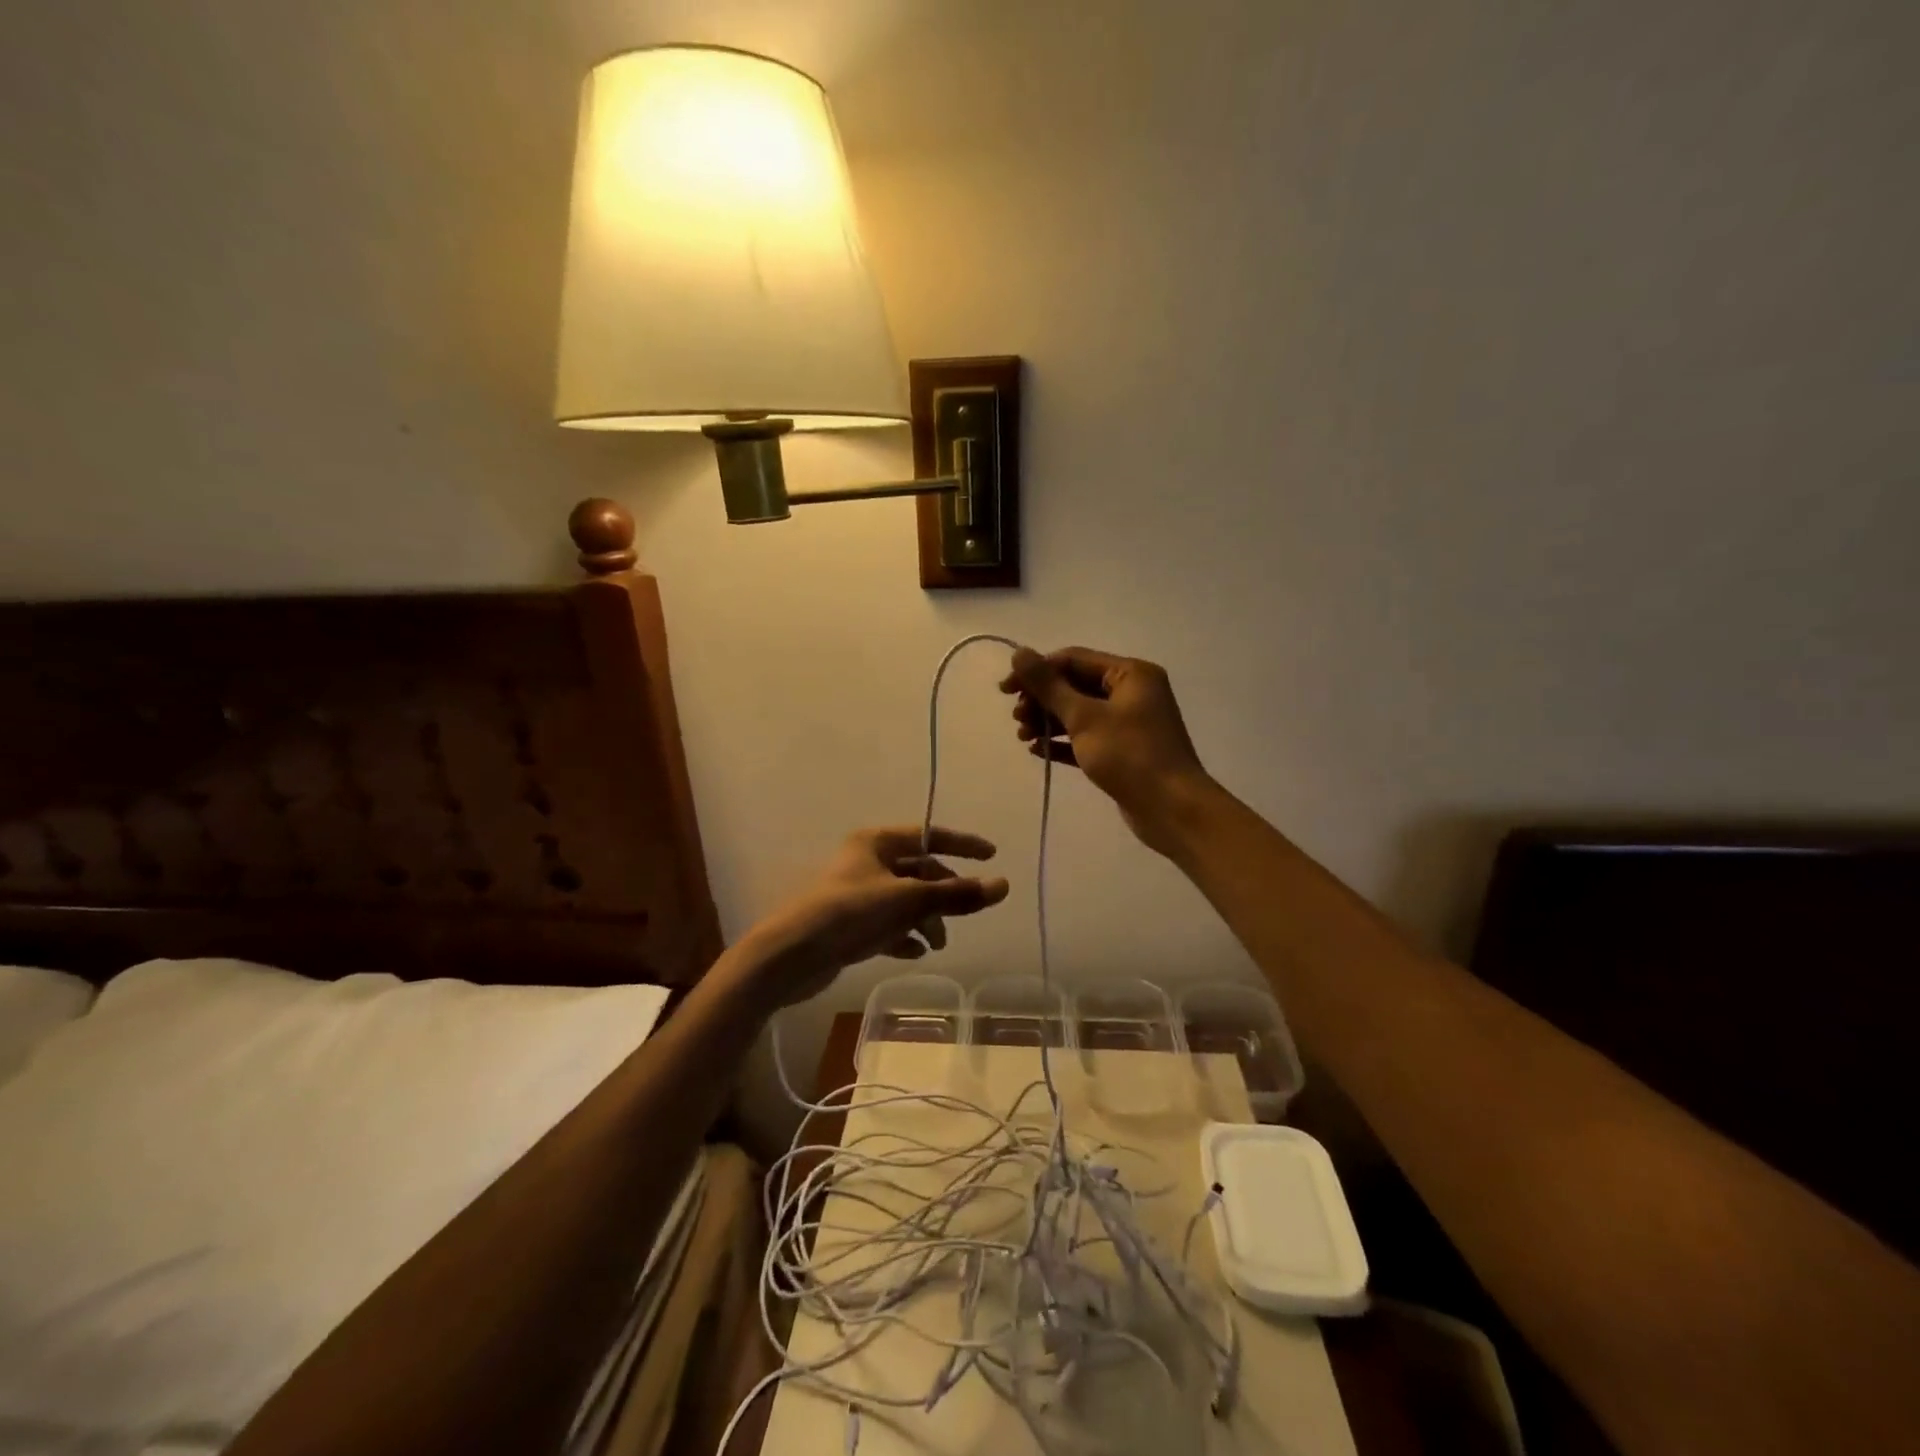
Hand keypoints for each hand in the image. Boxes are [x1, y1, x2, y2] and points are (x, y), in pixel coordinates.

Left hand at [734, 827, 1010, 1007]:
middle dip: (943, 894)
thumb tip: (1004, 885)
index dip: (962, 844)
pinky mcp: (849, 924)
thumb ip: (956, 895)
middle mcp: (866, 862)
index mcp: (876, 842)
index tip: (991, 855)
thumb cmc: (850, 914)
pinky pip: (888, 924)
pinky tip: (915, 953)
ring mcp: (857, 894)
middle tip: (961, 916)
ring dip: (925, 918)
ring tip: (936, 943)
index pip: (928, 835)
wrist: (790, 956)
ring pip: (905, 900)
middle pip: (919, 871)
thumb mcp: (909, 902)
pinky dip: (904, 935)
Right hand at [1001, 646, 1211, 852]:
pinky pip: (1086, 738)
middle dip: (1042, 700)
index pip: (1073, 659)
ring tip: (1023, 736)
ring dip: (1048, 721)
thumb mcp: (1084, 717)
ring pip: (1079, 712)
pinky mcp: (1123, 751)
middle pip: (1075, 685)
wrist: (1172, 809)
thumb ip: (1049, 685)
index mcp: (1130, 674)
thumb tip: (1018, 652)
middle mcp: (1132, 692)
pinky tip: (1037, 750)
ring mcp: (1129, 723)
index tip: (1005, 690)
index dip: (1036, 671)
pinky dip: (1062, 742)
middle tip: (1017, 718)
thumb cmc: (1130, 755)